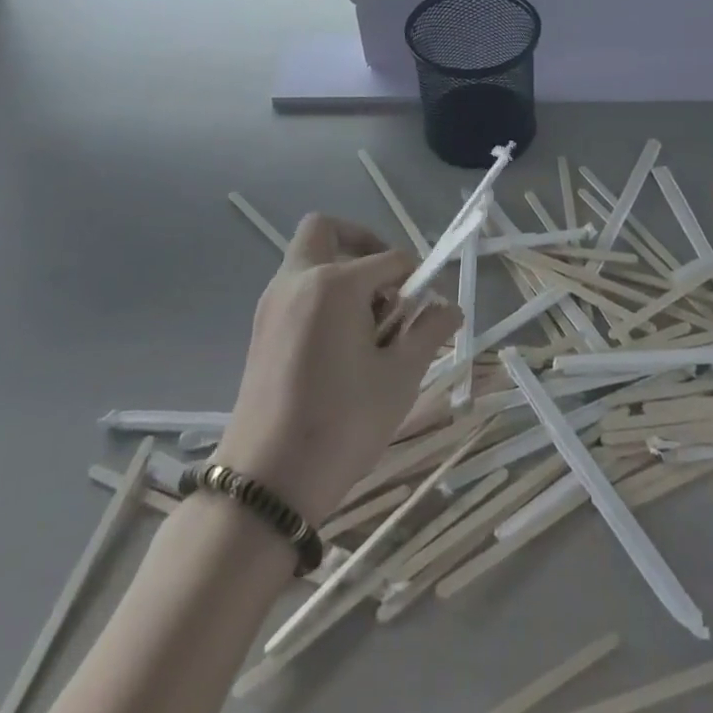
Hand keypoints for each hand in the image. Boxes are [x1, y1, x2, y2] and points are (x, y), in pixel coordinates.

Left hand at [215, 215, 459, 525]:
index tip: (430, 309)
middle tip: (387, 285)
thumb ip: (428, 331)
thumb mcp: (400, 377)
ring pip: (309, 259)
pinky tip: (342, 345)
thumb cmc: (342, 424)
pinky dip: (322, 295)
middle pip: (327, 230)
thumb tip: (451, 308)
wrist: (266, 483)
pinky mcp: (261, 328)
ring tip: (369, 325)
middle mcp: (297, 280)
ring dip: (342, 271)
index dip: (417, 279)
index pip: (390, 259)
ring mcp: (273, 303)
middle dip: (363, 243)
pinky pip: (296, 289)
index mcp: (334, 283)